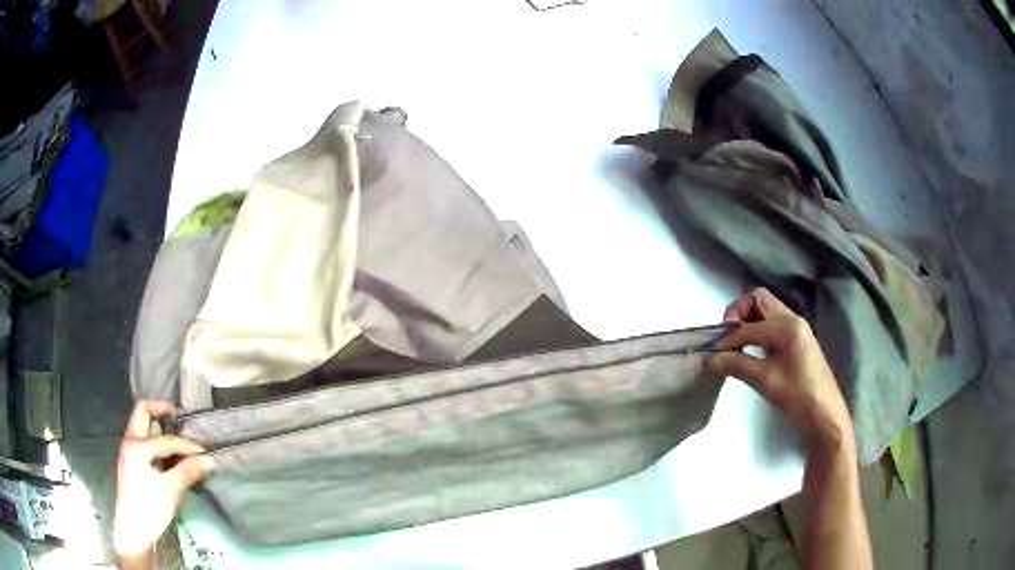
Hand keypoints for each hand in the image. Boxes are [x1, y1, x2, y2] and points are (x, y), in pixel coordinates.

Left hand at [113, 401, 213, 567]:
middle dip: (162, 411)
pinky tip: (170, 457)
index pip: (166, 439)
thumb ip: (188, 471)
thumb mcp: (170, 491)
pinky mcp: (132, 462)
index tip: (205, 454)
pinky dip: (157, 442)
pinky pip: (144, 441)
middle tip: (181, 420)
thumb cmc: (149, 509)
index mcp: (137, 445)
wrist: (133, 530)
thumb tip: (209, 459)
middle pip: (143, 412)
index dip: (187, 445)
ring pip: (143, 426)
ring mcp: (129, 450)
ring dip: (160, 427)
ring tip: (178, 440)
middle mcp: (130, 441)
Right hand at [708, 288, 854, 454]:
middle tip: (726, 337)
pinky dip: (757, 330)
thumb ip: (737, 365)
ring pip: (766, 310)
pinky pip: (772, 324)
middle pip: (759, 299)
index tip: (712, 352)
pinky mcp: (796, 340)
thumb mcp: (765, 381)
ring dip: (748, 321)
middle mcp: (793, 319)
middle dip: (738, 313)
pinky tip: (750, 351)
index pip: (749, 325)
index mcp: (787, 326)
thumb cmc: (798, 397)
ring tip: (735, 345)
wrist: (825, 415)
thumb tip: (711, 359)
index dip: (728, 338)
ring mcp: (796, 329)